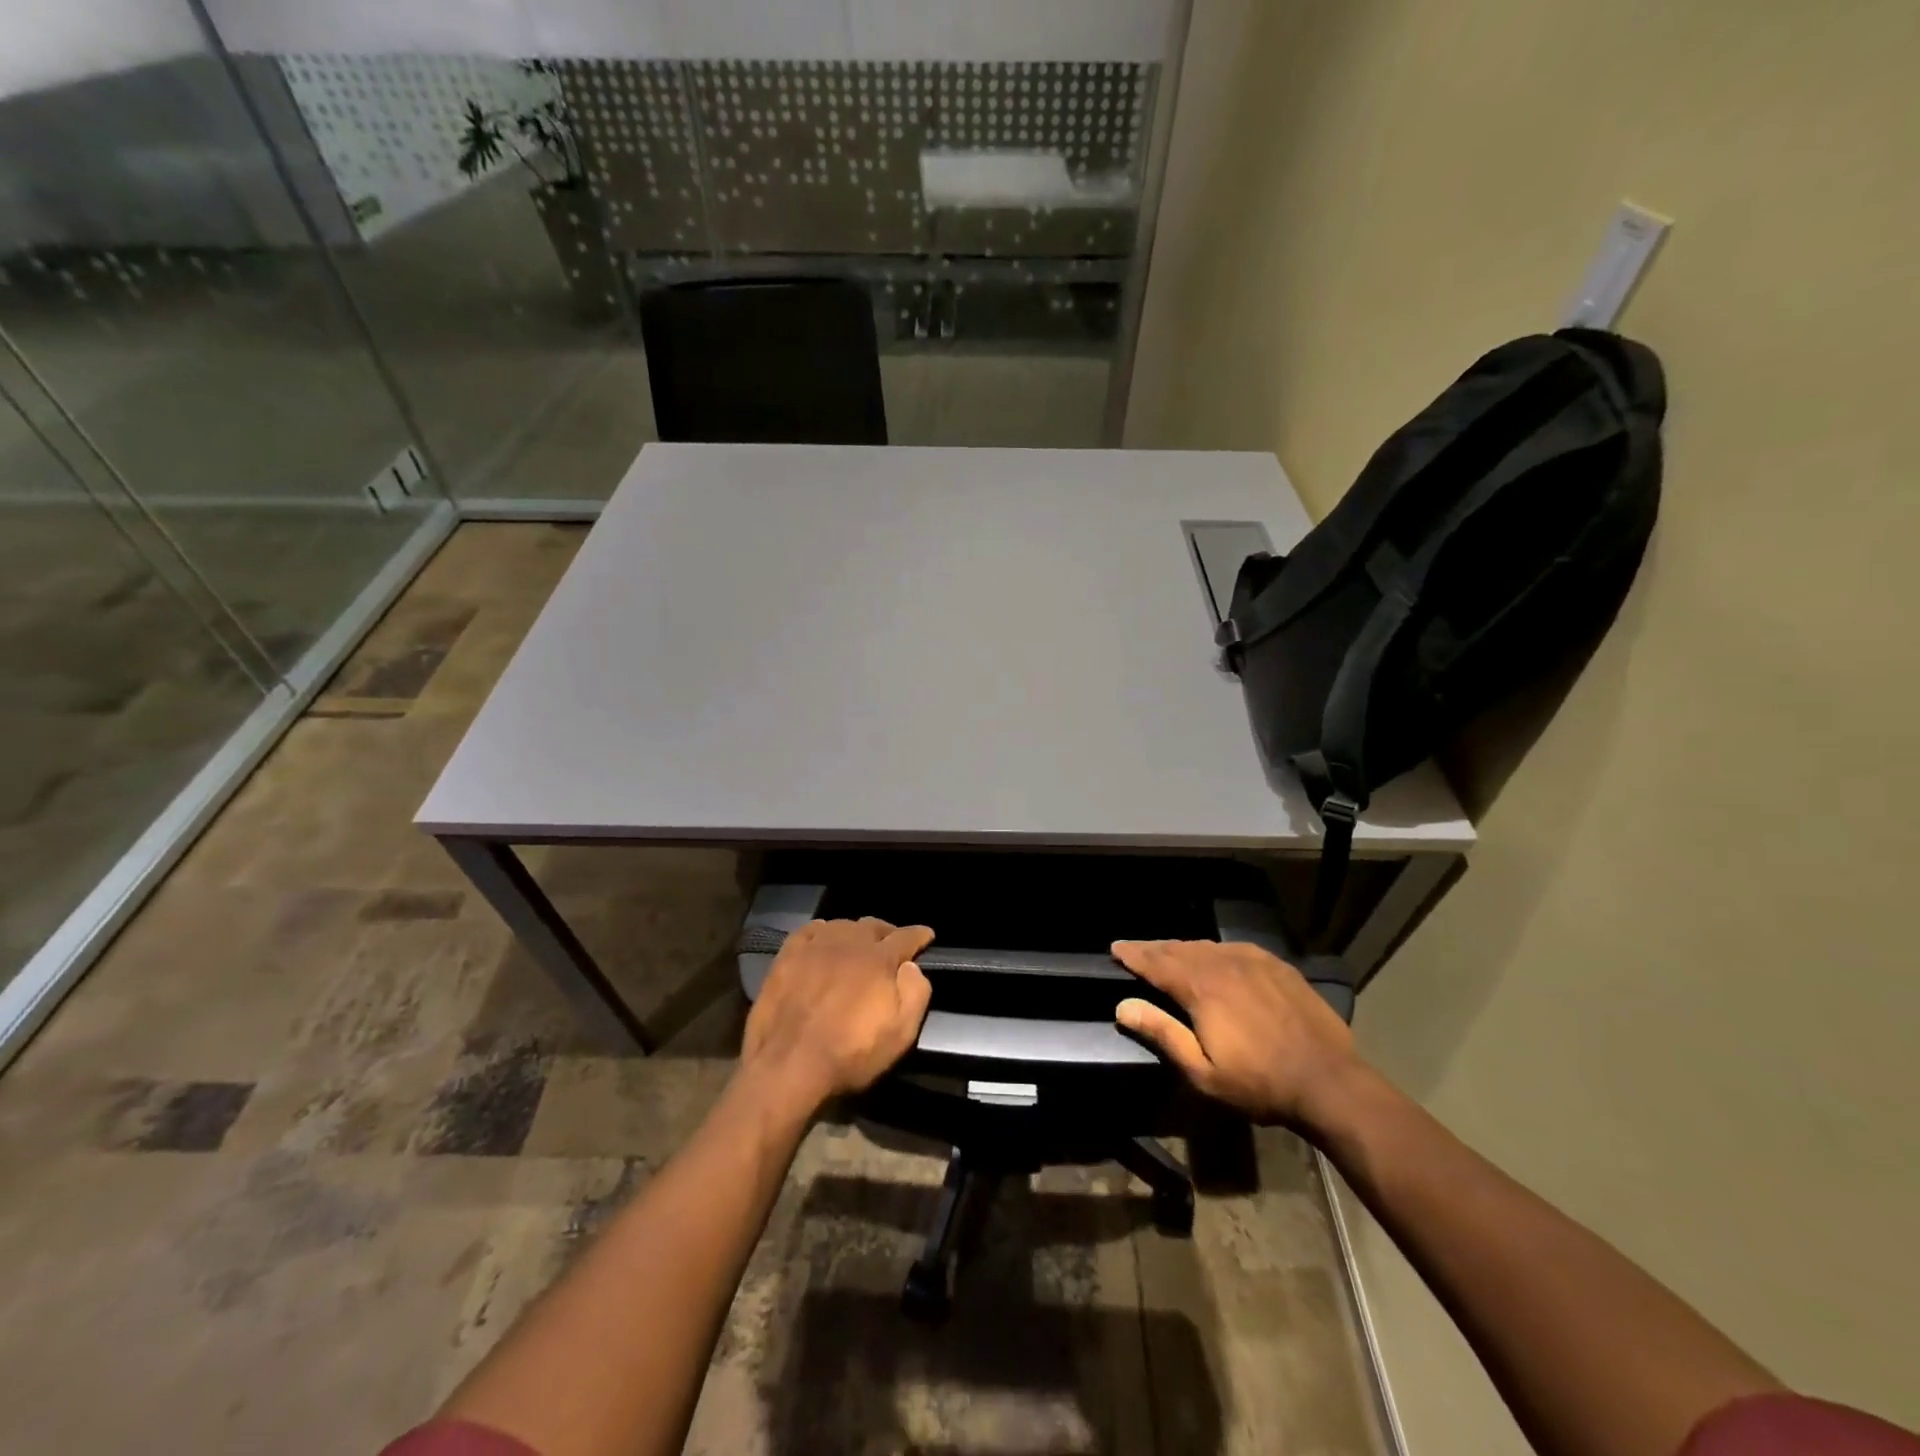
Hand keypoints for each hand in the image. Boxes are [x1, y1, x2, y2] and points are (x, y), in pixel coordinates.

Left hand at [742, 918, 934, 1111]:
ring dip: (855, 932)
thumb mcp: (901, 1033)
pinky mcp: (787, 956)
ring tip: (857, 945)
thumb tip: (911, 966)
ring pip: (842, 925)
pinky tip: (822, 940)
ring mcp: (815, 946)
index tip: (927, 935)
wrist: (788, 1066)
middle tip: (892, 944)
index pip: (906, 936)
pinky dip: (822, 932)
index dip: (919, 935)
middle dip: (887, 932)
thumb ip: (916, 993)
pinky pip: (810, 931)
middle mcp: (849, 942)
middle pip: (873, 925)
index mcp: (879, 959)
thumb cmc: (851, 1054)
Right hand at [1112, 940, 1364, 1128]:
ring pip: (1207, 946)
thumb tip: (1122, 1006)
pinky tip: (1213, 955)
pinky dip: (1214, 950)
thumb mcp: (1202, 1072)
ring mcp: (1253, 961)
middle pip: (1179, 949)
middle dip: (1154, 948)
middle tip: (1135, 948)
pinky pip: (1234, 948)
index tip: (1116, 947)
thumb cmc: (1260, 1083)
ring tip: (1168, 951)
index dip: (1134, 955)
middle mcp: (1223, 964)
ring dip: (1182, 948)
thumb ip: (1162, 1033)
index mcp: (1201, 988)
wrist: (1329, 1081)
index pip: (1157, 963)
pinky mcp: (1277, 966)